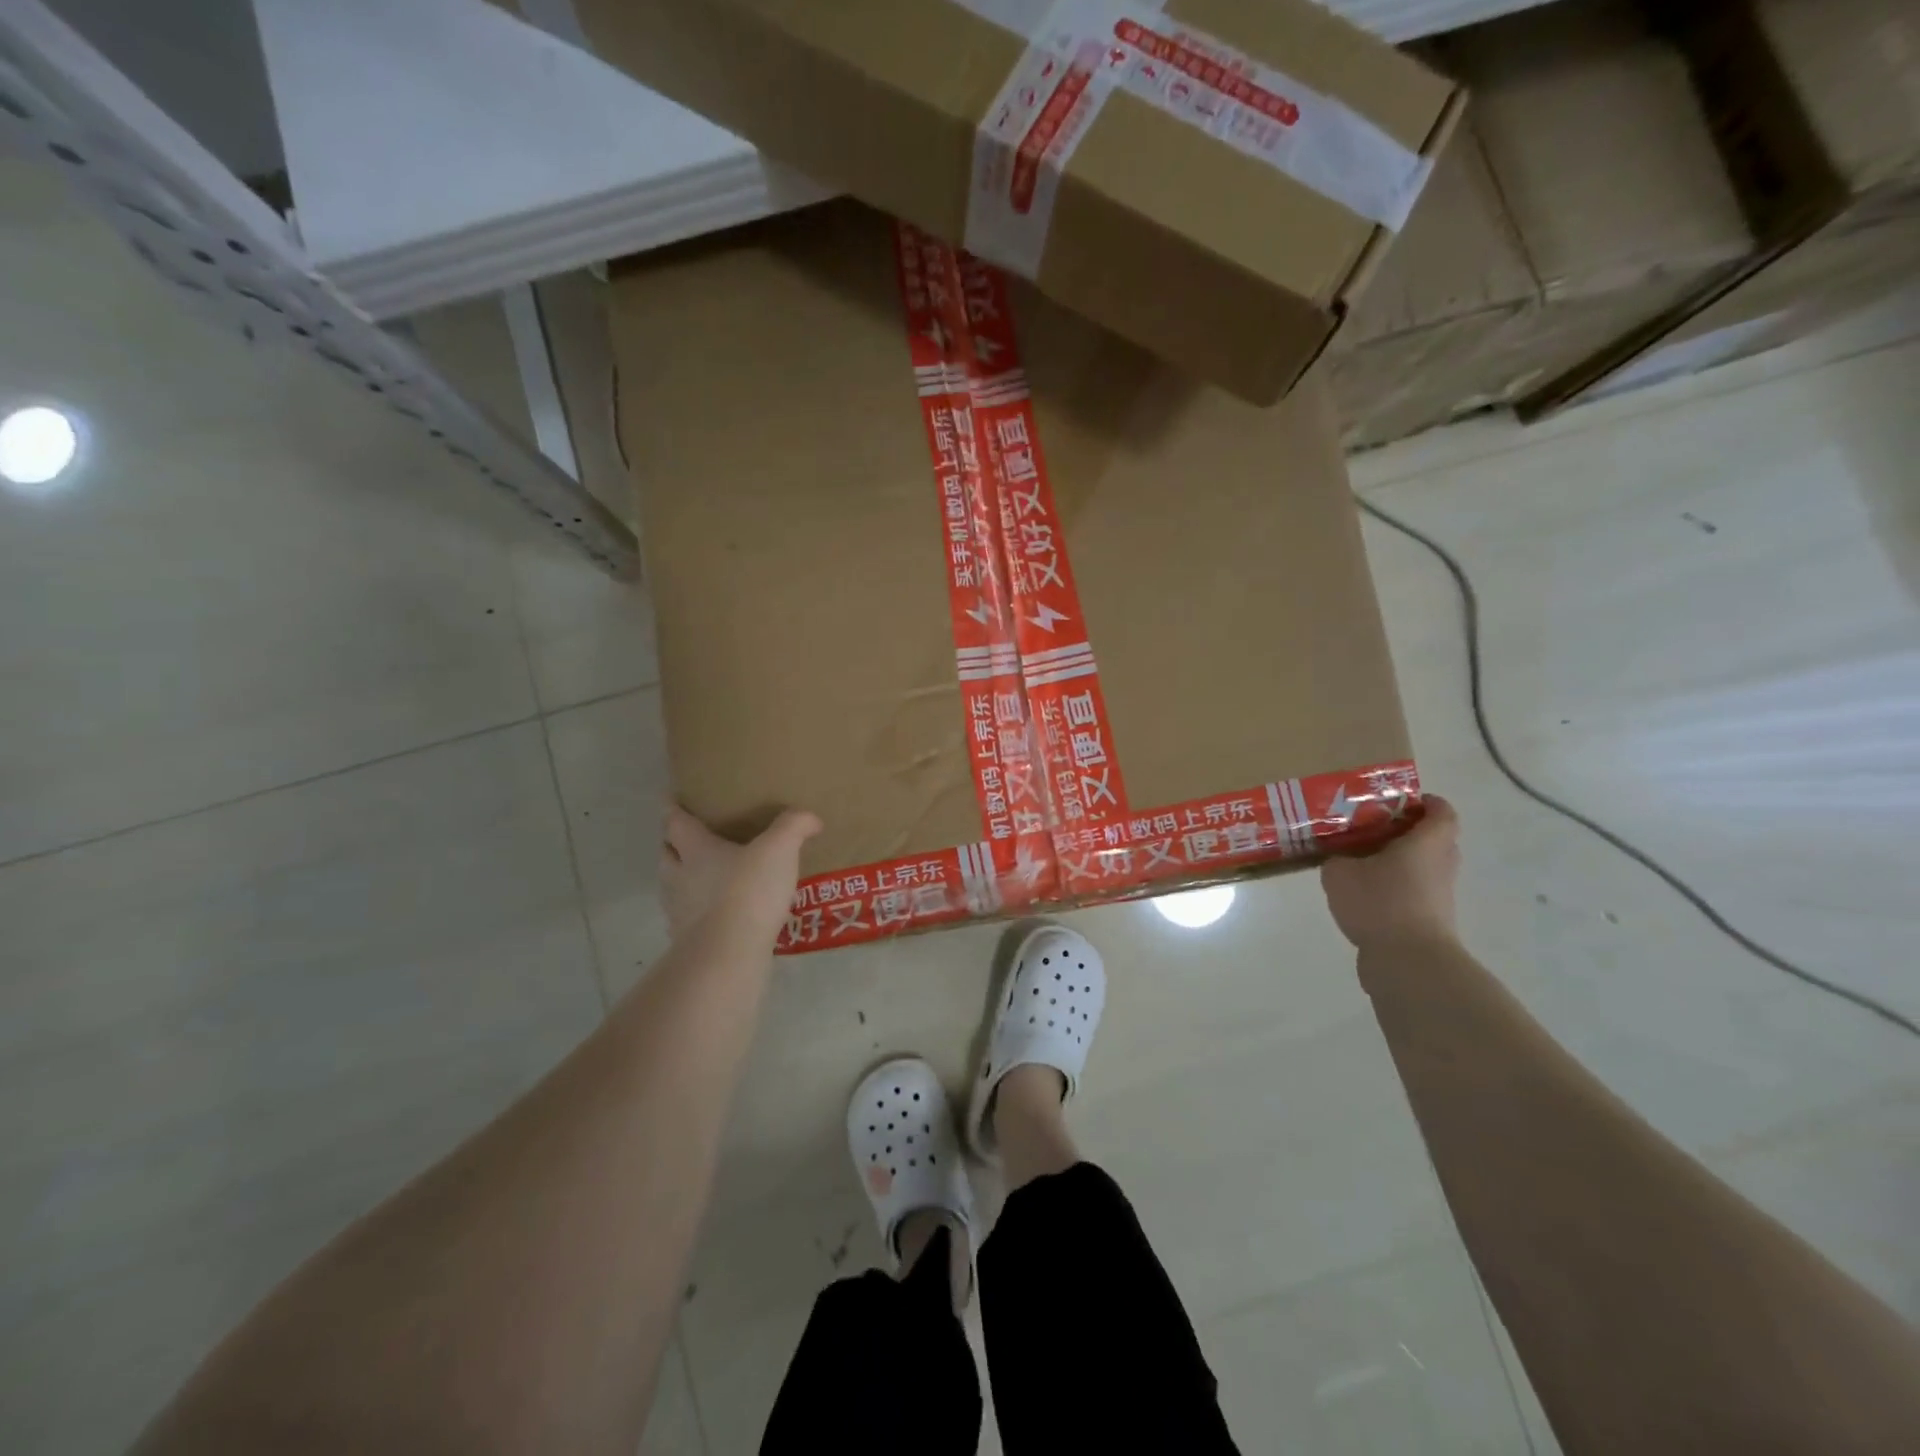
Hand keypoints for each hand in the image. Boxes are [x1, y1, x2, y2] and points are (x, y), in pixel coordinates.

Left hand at [661, 806, 821, 941]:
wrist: (728, 952)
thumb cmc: (749, 890)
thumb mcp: (779, 849)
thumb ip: (794, 827)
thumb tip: (811, 818)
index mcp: (696, 849)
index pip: (675, 822)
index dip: (672, 808)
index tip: (669, 798)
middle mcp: (679, 876)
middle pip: (666, 853)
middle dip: (672, 843)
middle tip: (687, 837)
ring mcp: (679, 911)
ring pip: (670, 886)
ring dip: (680, 878)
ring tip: (700, 877)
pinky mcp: (686, 940)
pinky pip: (684, 919)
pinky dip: (693, 912)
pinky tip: (712, 915)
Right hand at [1321, 794, 1460, 953]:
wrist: (1408, 961)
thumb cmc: (1380, 903)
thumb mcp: (1340, 873)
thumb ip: (1337, 859)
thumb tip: (1340, 861)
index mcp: (1427, 843)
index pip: (1441, 811)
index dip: (1424, 801)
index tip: (1396, 801)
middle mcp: (1441, 865)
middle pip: (1433, 839)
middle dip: (1405, 831)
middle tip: (1370, 828)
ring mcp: (1439, 895)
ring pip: (1423, 867)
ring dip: (1398, 862)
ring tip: (1360, 862)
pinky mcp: (1430, 920)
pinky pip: (1414, 893)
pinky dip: (1394, 888)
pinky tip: (1362, 895)